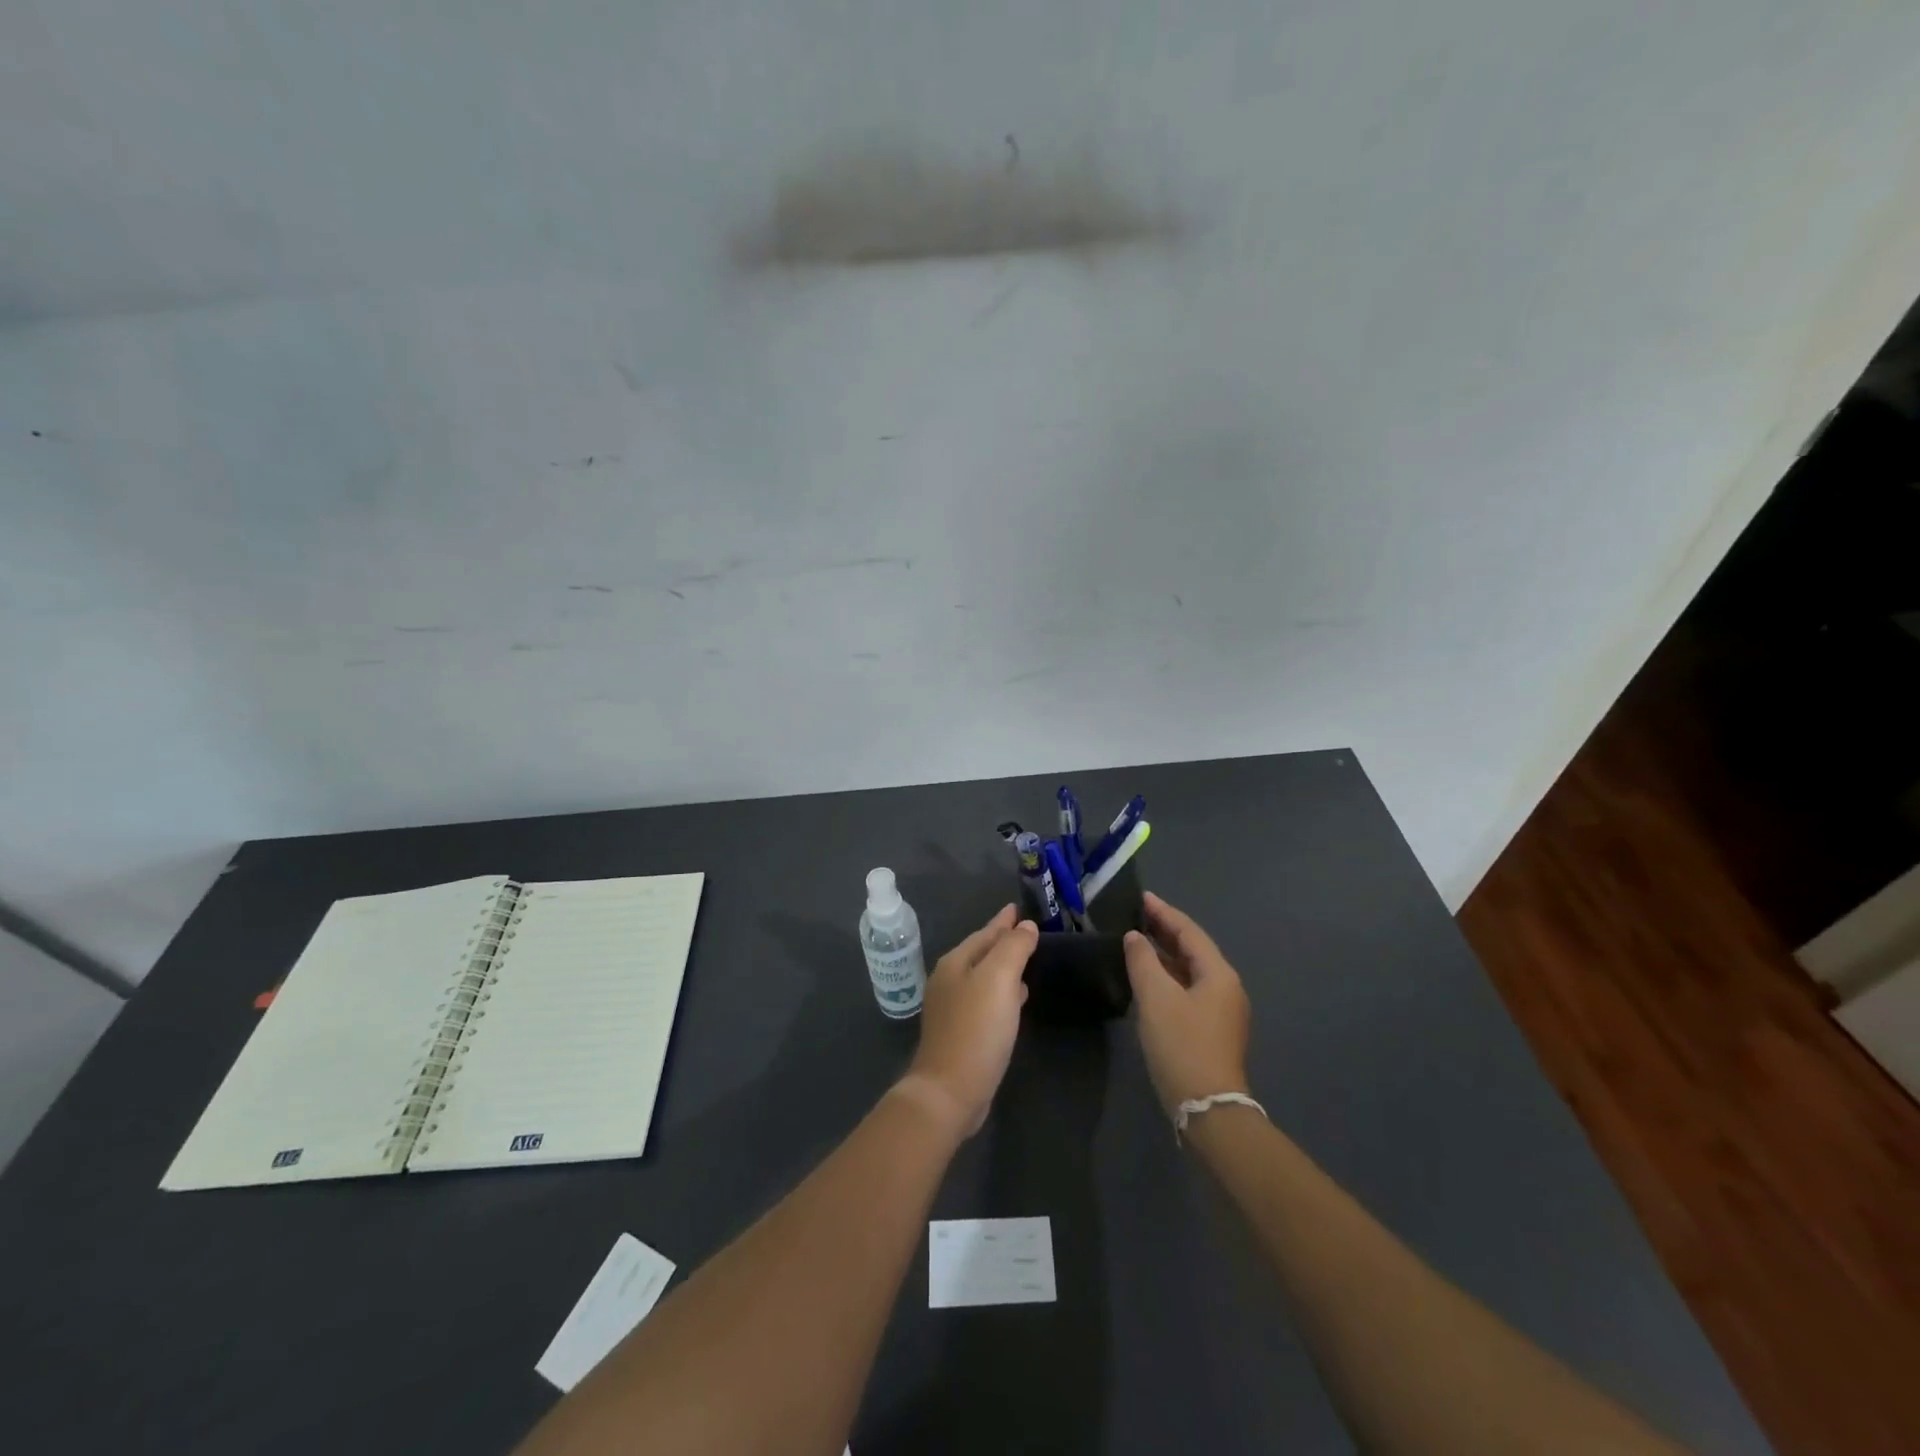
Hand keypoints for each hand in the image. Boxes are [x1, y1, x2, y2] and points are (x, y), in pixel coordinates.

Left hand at [900, 905, 1037, 1138]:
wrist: (950, 1091)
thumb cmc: (976, 1029)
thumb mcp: (999, 979)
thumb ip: (1013, 948)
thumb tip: (1025, 926)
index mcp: (955, 963)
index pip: (985, 932)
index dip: (1004, 921)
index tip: (1020, 908)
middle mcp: (949, 980)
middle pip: (981, 952)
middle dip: (1004, 941)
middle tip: (1029, 932)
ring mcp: (951, 1008)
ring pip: (984, 976)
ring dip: (1004, 967)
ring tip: (1028, 960)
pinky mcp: (960, 1032)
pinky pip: (986, 1000)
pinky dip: (1003, 992)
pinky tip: (1018, 999)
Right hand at [1124, 891, 1251, 1113]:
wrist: (1207, 1109)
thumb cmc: (1181, 1045)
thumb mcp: (1155, 998)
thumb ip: (1143, 961)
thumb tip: (1135, 937)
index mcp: (1218, 974)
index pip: (1189, 931)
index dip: (1164, 913)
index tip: (1142, 897)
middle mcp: (1226, 987)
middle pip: (1193, 949)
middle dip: (1166, 931)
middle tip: (1137, 915)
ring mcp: (1222, 1011)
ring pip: (1191, 970)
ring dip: (1166, 954)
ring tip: (1138, 942)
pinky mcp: (1212, 1030)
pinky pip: (1188, 989)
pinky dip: (1168, 976)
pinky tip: (1149, 979)